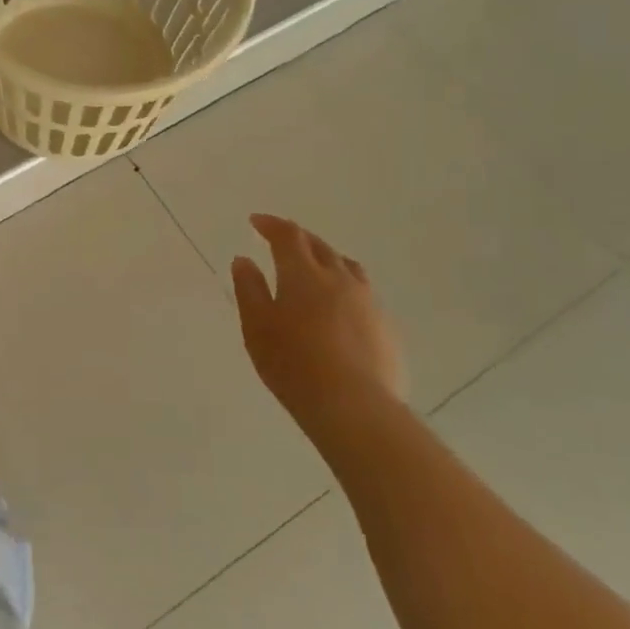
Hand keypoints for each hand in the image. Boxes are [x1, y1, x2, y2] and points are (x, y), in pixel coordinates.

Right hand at [231, 215, 403, 439]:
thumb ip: (249, 289)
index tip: (256, 221)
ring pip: (347, 267)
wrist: (354, 406)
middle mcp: (339, 278)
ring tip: (315, 268)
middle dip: (298, 238)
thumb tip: (244, 260)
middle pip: (319, 246)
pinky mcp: (386, 327)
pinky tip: (339, 309)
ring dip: (327, 259)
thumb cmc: (293, 364)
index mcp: (303, 274)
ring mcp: (368, 302)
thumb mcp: (257, 327)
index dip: (271, 224)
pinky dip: (345, 289)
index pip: (288, 235)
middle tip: (281, 240)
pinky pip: (363, 295)